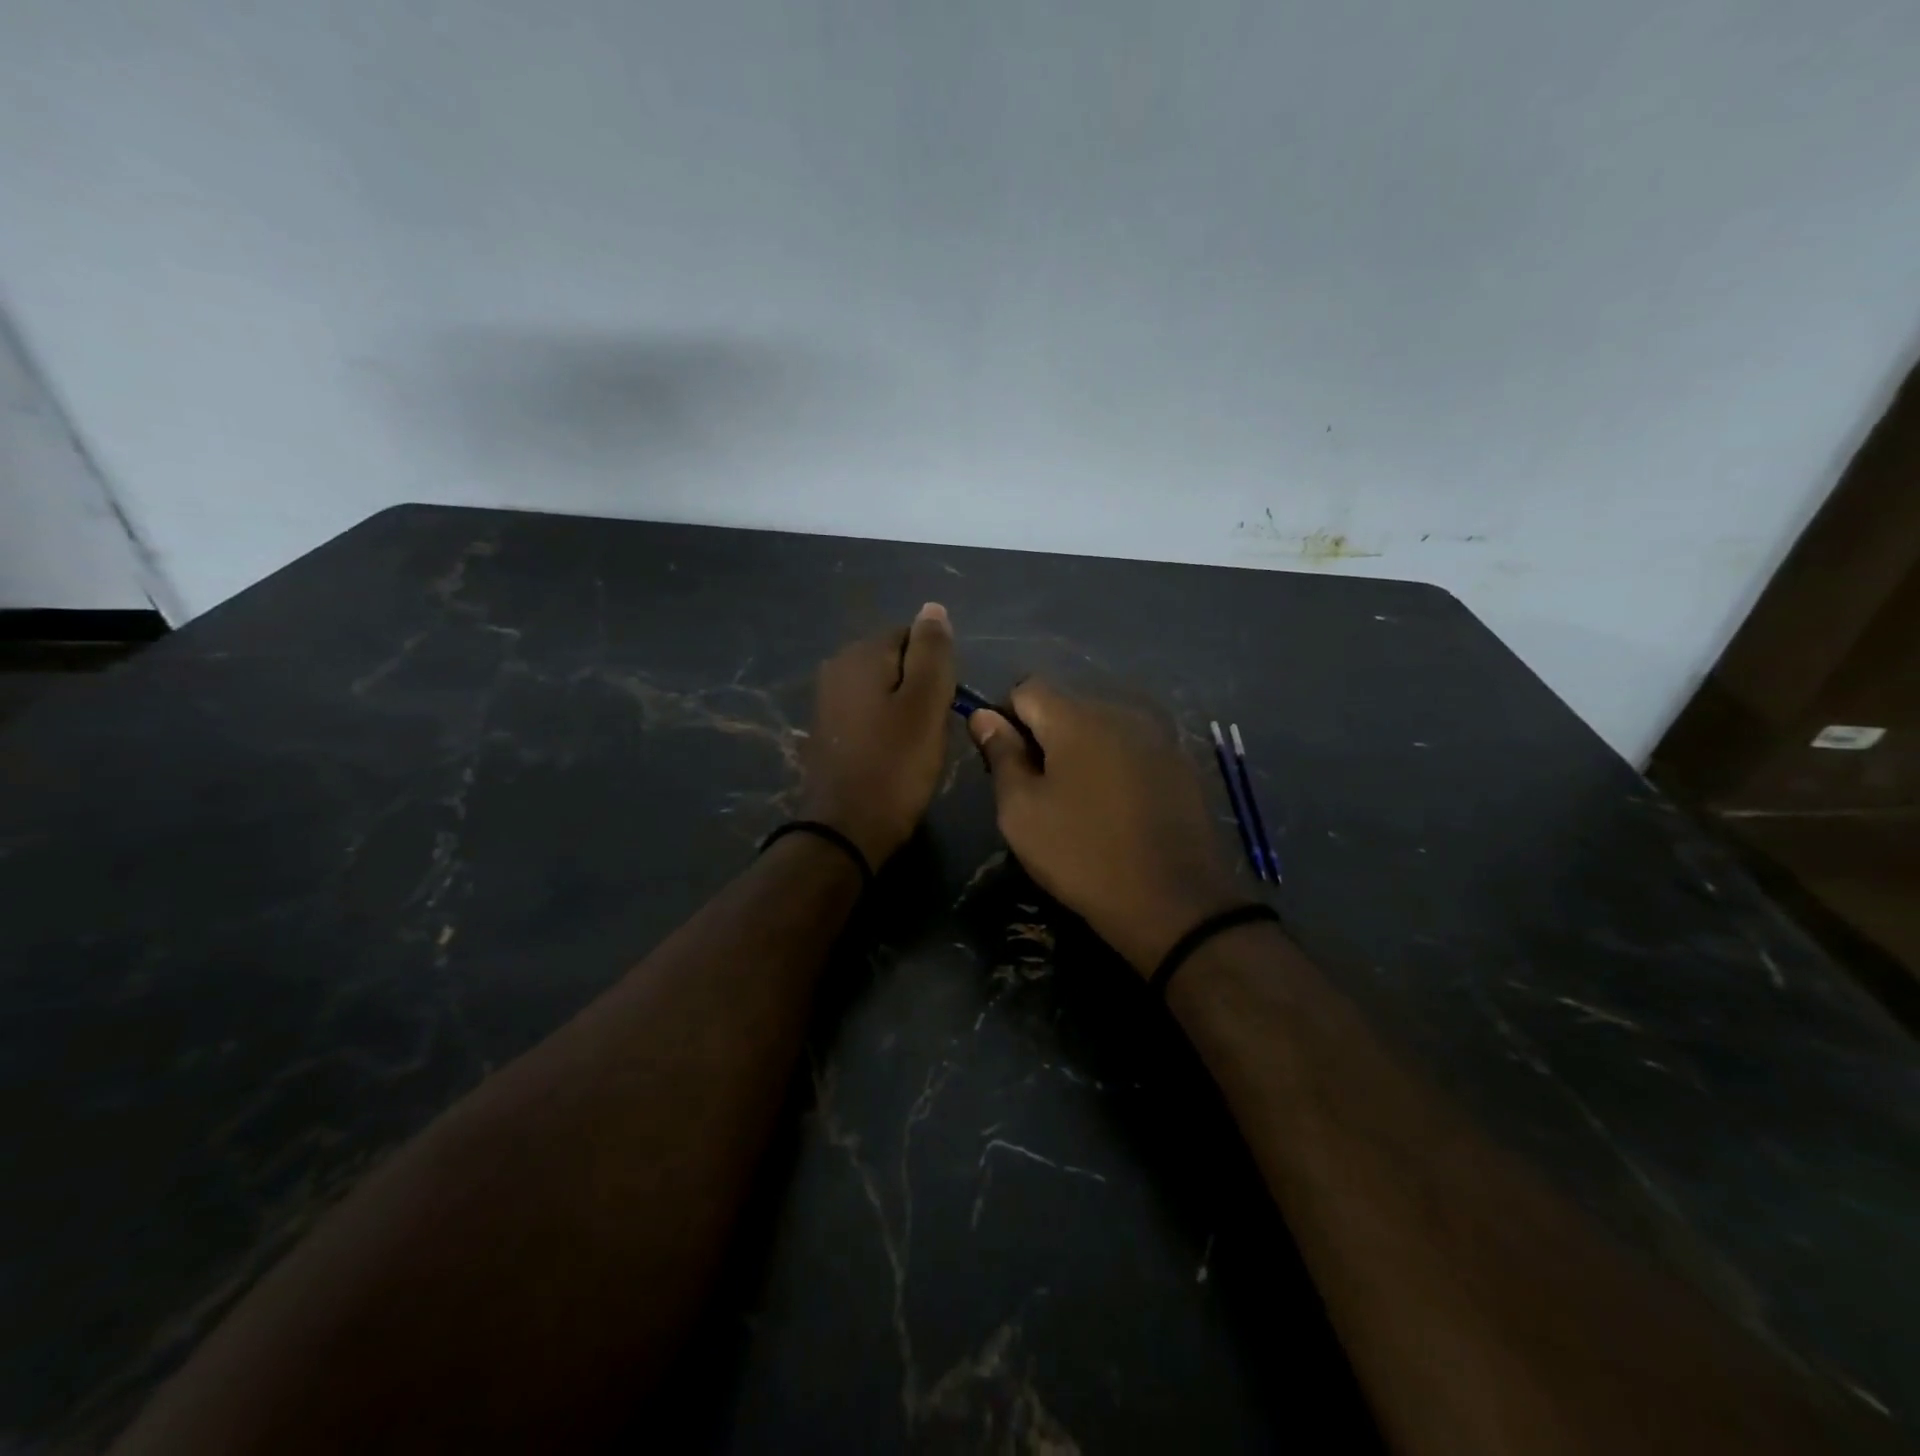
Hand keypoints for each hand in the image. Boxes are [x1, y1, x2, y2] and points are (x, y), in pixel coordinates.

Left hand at [798, 603, 956, 868]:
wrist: (846, 830)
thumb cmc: (895, 765)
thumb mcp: (926, 704)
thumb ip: (932, 652)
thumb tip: (933, 608)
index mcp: (860, 654)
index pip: (913, 635)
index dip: (937, 668)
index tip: (944, 705)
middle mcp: (836, 667)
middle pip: (897, 662)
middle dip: (921, 688)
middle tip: (934, 728)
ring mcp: (827, 700)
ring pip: (884, 690)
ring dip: (906, 711)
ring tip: (917, 746)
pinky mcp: (828, 730)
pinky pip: (868, 714)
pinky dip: (886, 728)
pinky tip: (895, 755)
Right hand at [969, 681, 1241, 975]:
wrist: (1173, 902)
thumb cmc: (1082, 855)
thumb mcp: (1022, 811)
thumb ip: (1001, 755)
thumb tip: (983, 716)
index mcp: (1077, 718)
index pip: (1027, 689)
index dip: (1006, 719)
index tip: (1005, 762)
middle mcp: (1121, 712)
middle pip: (1067, 706)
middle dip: (1045, 736)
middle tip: (1038, 789)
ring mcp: (1158, 736)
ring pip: (1102, 728)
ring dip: (1081, 751)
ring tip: (1078, 801)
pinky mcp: (1181, 763)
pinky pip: (1132, 748)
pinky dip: (1114, 765)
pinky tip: (1116, 808)